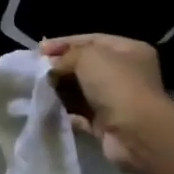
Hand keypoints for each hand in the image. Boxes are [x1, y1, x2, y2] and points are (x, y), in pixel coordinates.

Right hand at [41, 34, 173, 172]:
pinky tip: (50, 108)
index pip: (93, 40)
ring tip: (39, 88)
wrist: (136, 133)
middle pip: (87, 66)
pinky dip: (67, 112)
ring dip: (62, 90)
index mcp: (129, 51)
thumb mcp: (88, 57)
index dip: (65, 43)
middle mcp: (127, 74)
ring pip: (83, 91)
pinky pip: (83, 115)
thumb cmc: (116, 85)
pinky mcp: (108, 125)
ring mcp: (118, 101)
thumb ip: (67, 56)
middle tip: (37, 70)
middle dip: (63, 67)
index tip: (40, 49)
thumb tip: (53, 66)